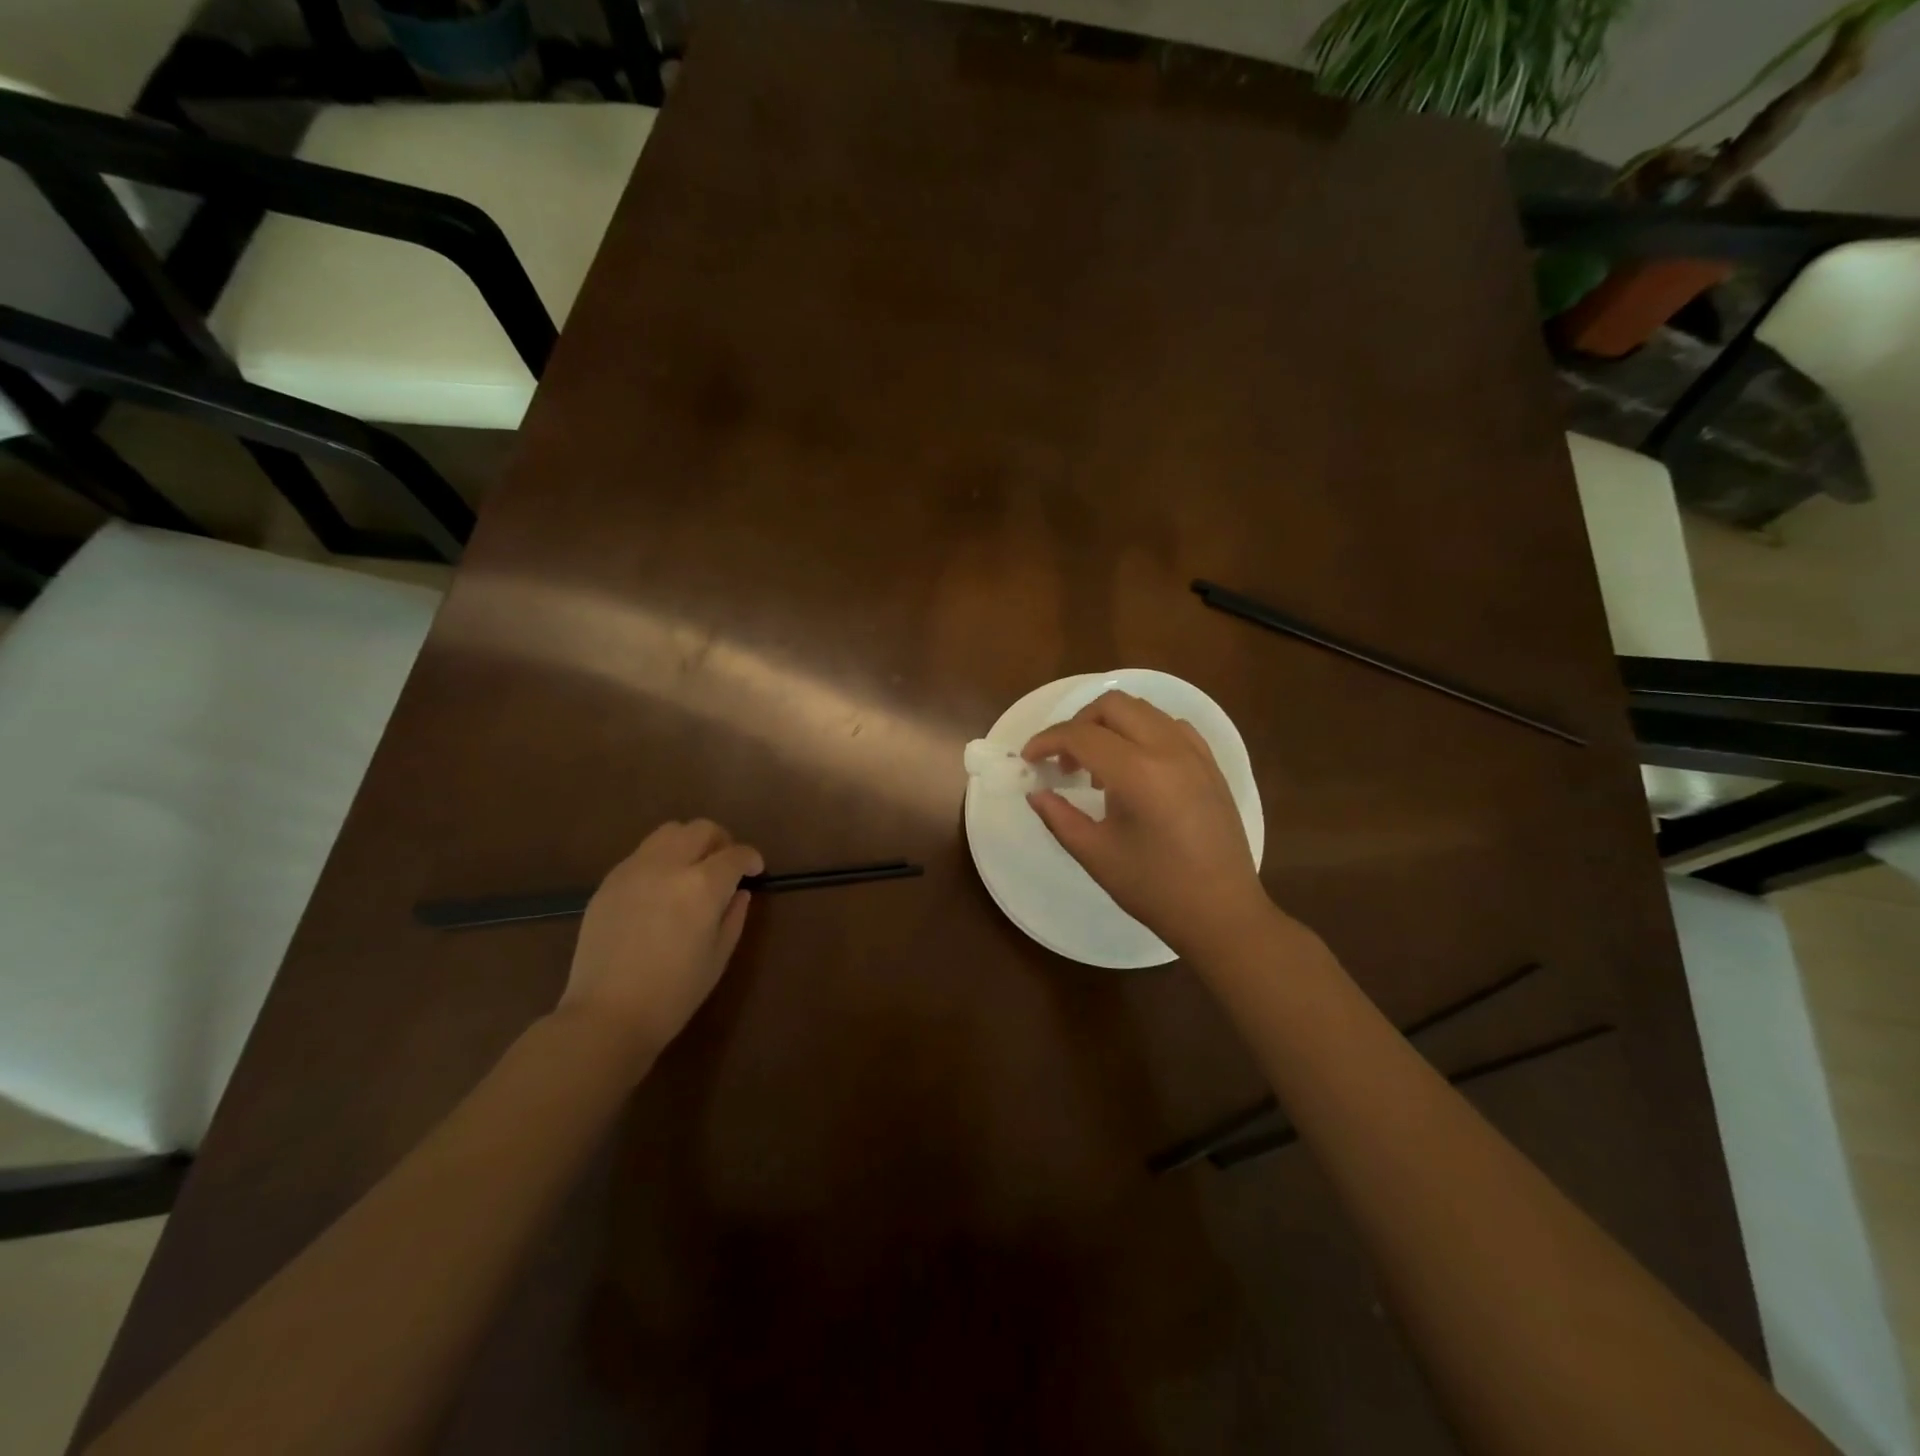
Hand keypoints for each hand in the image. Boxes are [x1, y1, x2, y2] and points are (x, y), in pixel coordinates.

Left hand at [559, 820, 763, 1066]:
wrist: (606, 1016)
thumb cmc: (673, 994)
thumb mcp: (718, 957)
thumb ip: (734, 916)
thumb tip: (738, 892)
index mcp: (702, 886)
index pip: (736, 854)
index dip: (751, 859)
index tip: (755, 871)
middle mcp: (668, 866)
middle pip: (701, 829)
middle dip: (721, 842)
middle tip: (726, 866)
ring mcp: (634, 870)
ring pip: (669, 832)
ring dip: (689, 843)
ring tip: (692, 869)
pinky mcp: (609, 882)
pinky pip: (642, 854)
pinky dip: (661, 859)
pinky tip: (660, 888)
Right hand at [1023, 692, 1279, 963]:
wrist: (1221, 913)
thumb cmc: (1154, 889)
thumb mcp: (1096, 855)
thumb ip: (1059, 817)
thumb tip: (1036, 792)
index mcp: (1138, 772)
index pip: (1081, 735)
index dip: (1047, 741)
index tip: (1030, 759)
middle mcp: (1168, 750)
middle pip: (1113, 705)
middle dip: (1079, 724)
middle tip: (1065, 760)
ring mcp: (1195, 754)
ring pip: (1144, 710)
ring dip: (1111, 725)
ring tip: (1099, 768)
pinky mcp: (1211, 765)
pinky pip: (1171, 726)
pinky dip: (1144, 732)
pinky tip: (1136, 766)